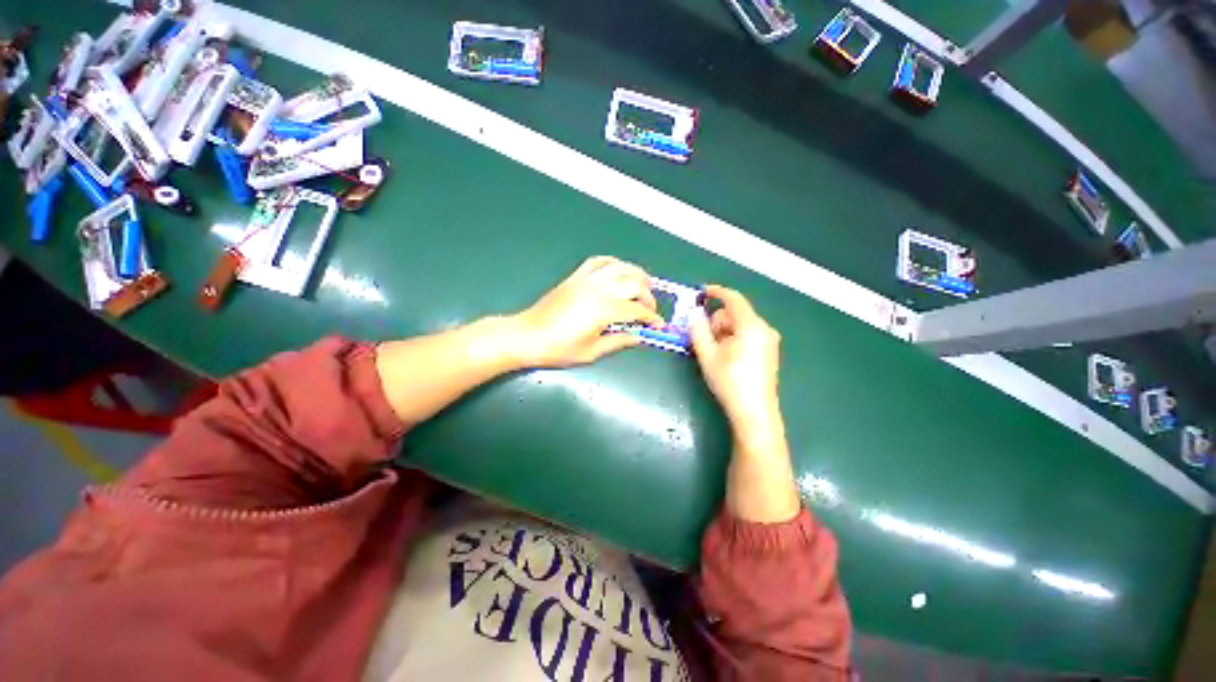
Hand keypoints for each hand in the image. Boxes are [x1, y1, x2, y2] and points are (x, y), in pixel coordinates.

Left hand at [510, 256, 663, 367]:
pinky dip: (612, 262)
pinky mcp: (574, 278)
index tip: (658, 326)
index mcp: (604, 310)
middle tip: (650, 310)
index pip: (637, 310)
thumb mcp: (592, 351)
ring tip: (644, 284)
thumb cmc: (559, 349)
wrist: (527, 336)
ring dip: (636, 274)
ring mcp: (585, 280)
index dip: (652, 318)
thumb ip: (619, 341)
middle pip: (633, 284)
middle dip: (648, 296)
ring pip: (619, 268)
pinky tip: (618, 270)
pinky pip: (597, 262)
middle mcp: (598, 290)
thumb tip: (639, 337)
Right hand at [689, 285, 782, 445]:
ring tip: (716, 353)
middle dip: (717, 322)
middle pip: (735, 313)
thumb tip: (694, 313)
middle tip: (705, 341)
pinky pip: (748, 335)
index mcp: (751, 326)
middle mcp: (764, 329)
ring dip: (724, 332)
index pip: (733, 299)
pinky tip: (727, 357)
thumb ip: (698, 329)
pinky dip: (734, 339)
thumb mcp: (707, 354)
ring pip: (740, 325)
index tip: (702, 292)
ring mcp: (769, 340)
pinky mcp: (769, 351)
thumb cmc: (729, 381)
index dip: (717, 292)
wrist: (754, 412)